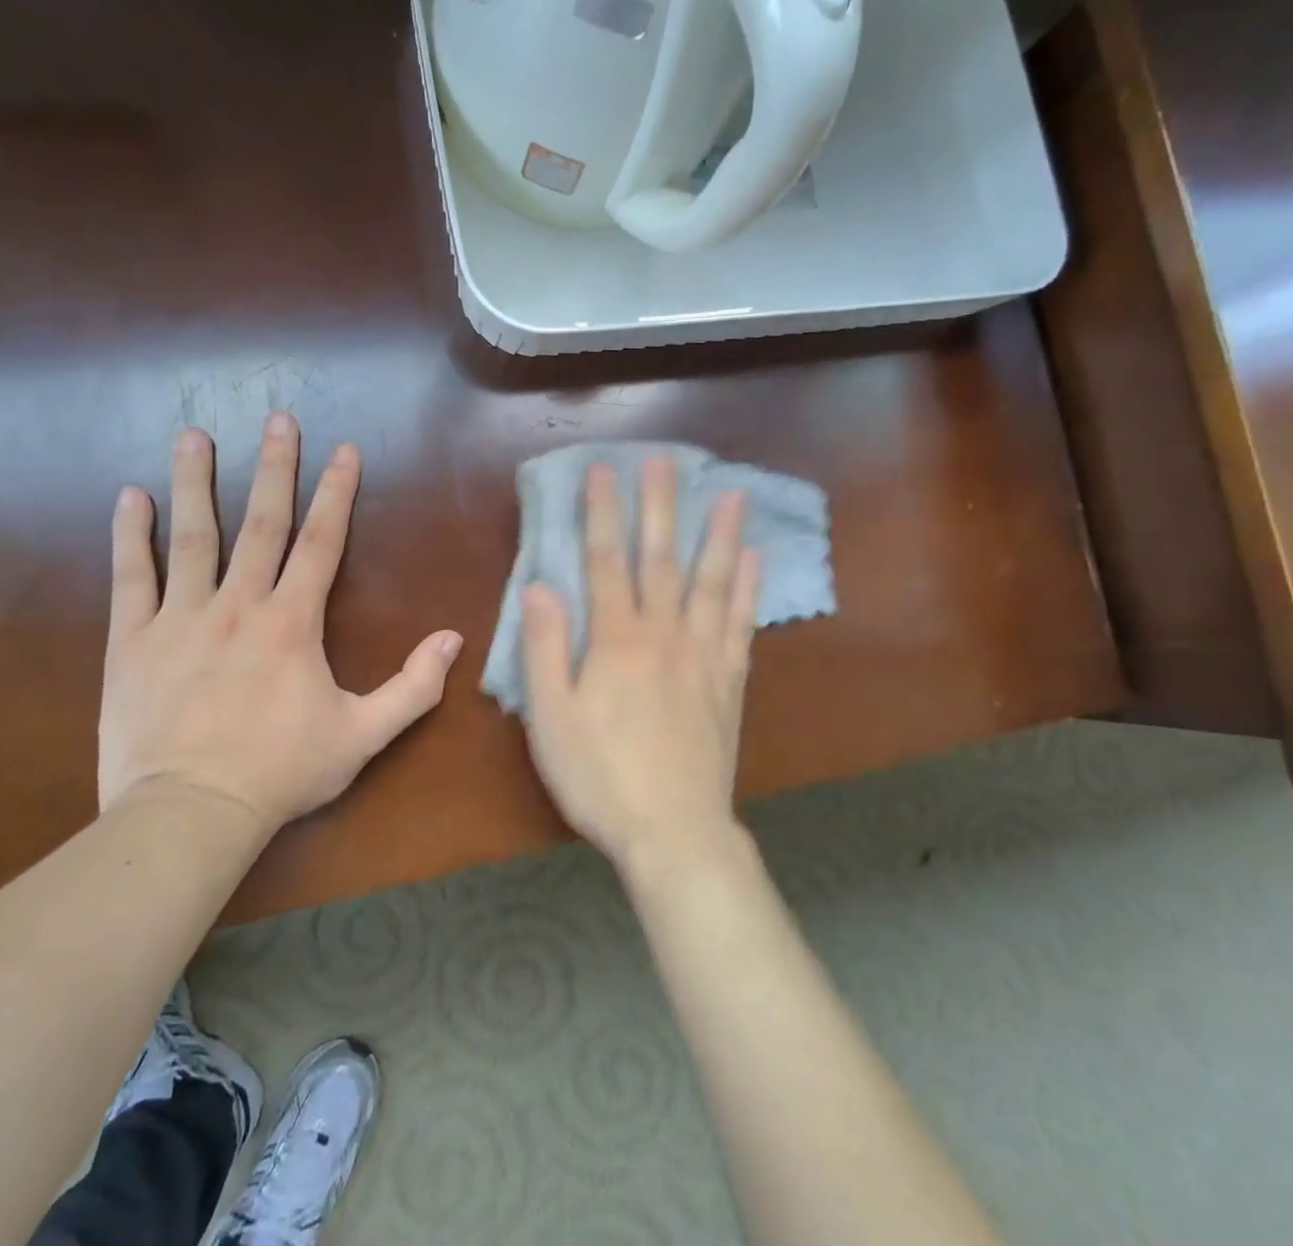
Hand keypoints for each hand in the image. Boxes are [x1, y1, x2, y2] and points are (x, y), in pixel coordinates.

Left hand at [98, 417, 463, 832]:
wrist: (191, 814)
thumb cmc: (282, 773)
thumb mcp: (363, 736)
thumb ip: (413, 687)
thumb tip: (454, 638)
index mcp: (293, 623)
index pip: (321, 542)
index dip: (335, 493)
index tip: (343, 450)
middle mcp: (240, 605)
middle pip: (262, 523)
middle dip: (275, 468)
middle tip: (278, 420)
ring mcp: (182, 619)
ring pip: (192, 537)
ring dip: (196, 482)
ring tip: (194, 435)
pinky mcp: (133, 642)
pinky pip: (132, 578)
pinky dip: (130, 536)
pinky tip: (130, 498)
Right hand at [520, 458, 761, 871]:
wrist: (674, 833)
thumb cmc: (600, 778)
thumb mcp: (551, 718)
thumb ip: (544, 648)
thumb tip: (538, 585)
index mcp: (616, 640)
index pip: (605, 562)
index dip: (602, 514)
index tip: (604, 470)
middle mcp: (663, 634)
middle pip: (661, 558)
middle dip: (659, 506)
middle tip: (665, 460)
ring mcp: (703, 656)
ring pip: (711, 582)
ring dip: (718, 534)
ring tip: (730, 493)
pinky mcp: (729, 682)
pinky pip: (740, 624)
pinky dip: (746, 588)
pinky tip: (754, 560)